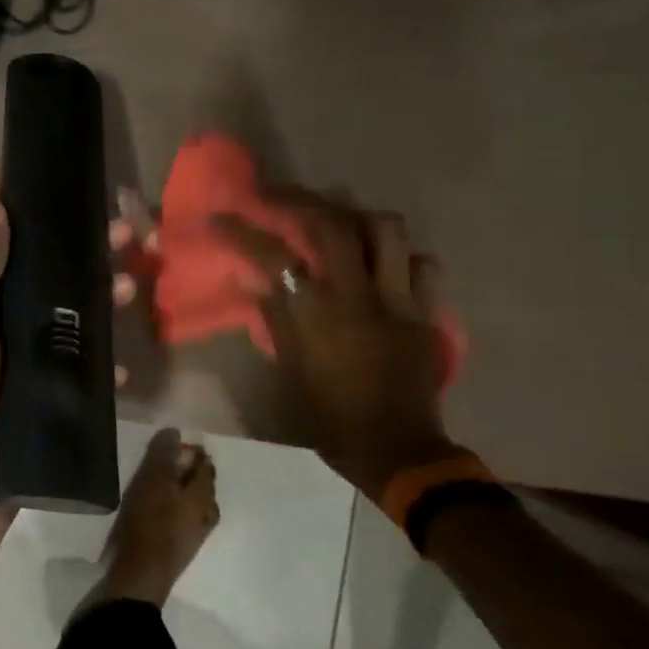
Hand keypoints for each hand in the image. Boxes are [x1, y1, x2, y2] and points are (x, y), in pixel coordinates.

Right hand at [213, 191, 459, 503]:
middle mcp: (358, 295)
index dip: (244, 231)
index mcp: (317, 314)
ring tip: (342, 224)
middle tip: (282, 199)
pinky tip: (387, 267)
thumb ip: (276, 318)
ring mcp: (398, 299)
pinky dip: (402, 258)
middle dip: (301, 203)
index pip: (273, 256)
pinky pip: (422, 266)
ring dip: (359, 219)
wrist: (395, 449)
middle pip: (332, 225)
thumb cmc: (330, 417)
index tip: (223, 215)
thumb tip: (258, 280)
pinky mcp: (425, 312)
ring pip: (387, 231)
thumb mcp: (290, 369)